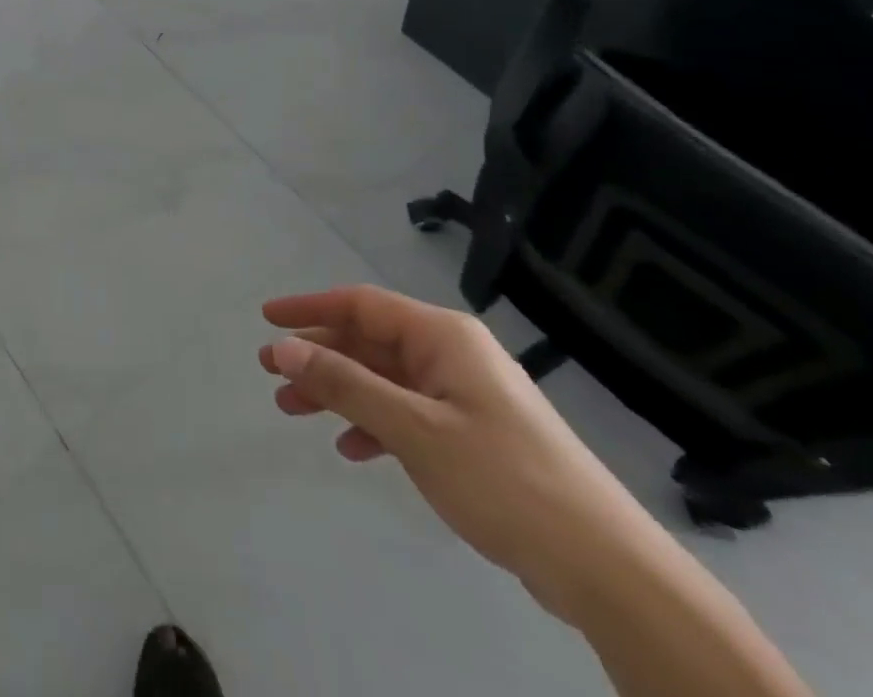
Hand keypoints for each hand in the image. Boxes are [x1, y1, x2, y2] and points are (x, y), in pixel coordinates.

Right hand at [258, 286, 668, 623]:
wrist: (606, 569)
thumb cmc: (503, 479)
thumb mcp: (413, 429)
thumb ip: (345, 384)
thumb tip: (283, 347)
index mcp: (442, 336)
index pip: (360, 304)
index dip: (309, 308)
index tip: (266, 318)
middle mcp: (451, 354)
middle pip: (368, 342)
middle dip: (318, 356)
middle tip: (271, 375)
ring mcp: (464, 394)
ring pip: (383, 379)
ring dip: (339, 392)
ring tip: (295, 410)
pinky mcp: (473, 434)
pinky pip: (407, 413)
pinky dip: (374, 424)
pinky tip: (352, 448)